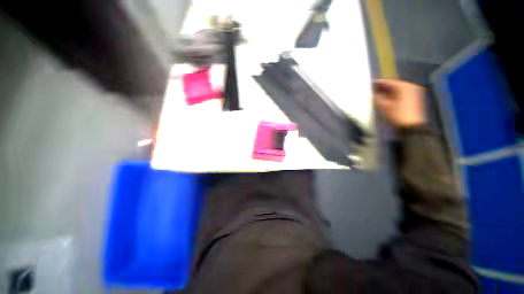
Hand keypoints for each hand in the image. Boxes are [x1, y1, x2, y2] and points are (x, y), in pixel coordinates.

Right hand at [373, 79, 425, 127]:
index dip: (378, 83)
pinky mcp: (416, 99)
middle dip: (384, 88)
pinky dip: (395, 95)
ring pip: (399, 90)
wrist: (411, 127)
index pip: (388, 82)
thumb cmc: (396, 115)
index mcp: (404, 86)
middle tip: (373, 90)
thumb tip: (373, 93)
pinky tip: (388, 99)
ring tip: (379, 95)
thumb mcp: (383, 106)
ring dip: (389, 92)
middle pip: (394, 85)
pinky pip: (403, 94)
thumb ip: (377, 97)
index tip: (370, 84)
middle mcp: (411, 86)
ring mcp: (415, 93)